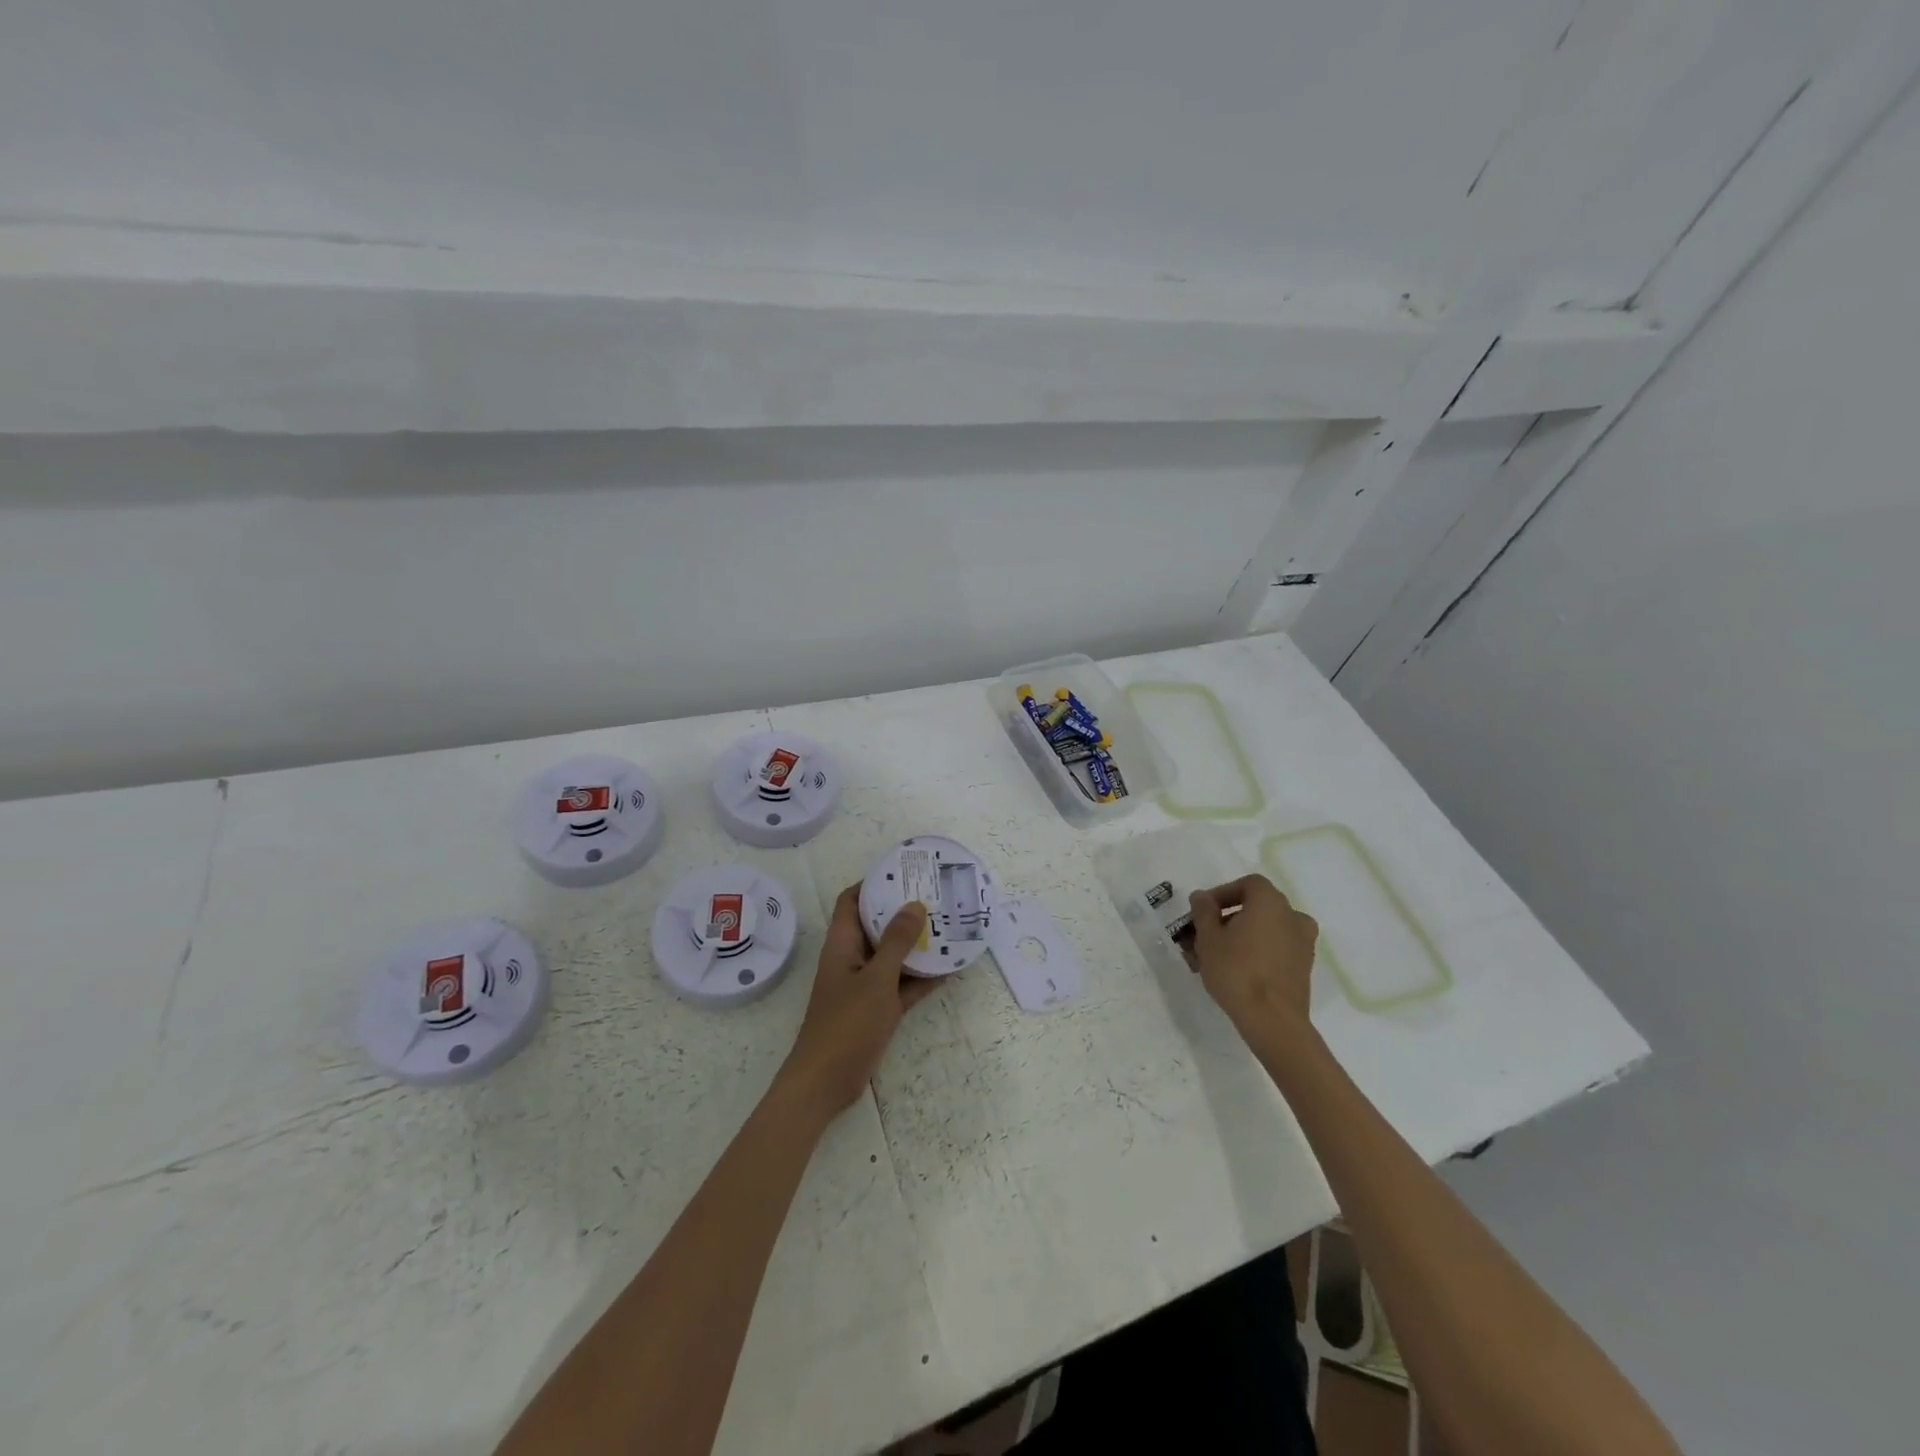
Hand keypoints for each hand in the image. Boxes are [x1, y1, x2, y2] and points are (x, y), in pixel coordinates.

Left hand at [777, 885, 940, 1119]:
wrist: (826, 1083)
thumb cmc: (846, 1024)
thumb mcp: (876, 979)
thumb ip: (896, 942)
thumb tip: (914, 904)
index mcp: (842, 944)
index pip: (852, 901)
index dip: (873, 883)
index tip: (903, 872)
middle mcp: (852, 958)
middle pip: (876, 925)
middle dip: (903, 911)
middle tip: (936, 896)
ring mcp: (865, 985)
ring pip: (893, 955)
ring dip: (916, 944)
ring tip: (949, 926)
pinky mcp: (877, 1009)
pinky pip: (902, 984)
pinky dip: (921, 977)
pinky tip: (950, 969)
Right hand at [1187, 874, 1318, 1025]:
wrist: (1272, 1020)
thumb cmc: (1236, 970)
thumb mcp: (1208, 938)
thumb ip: (1203, 911)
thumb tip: (1202, 897)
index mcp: (1270, 902)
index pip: (1247, 884)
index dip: (1223, 893)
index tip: (1204, 911)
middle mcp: (1292, 916)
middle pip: (1257, 907)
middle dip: (1228, 918)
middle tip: (1205, 936)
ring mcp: (1302, 943)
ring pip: (1266, 930)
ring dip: (1242, 936)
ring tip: (1216, 957)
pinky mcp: (1303, 967)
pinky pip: (1276, 949)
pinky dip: (1257, 952)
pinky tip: (1236, 971)